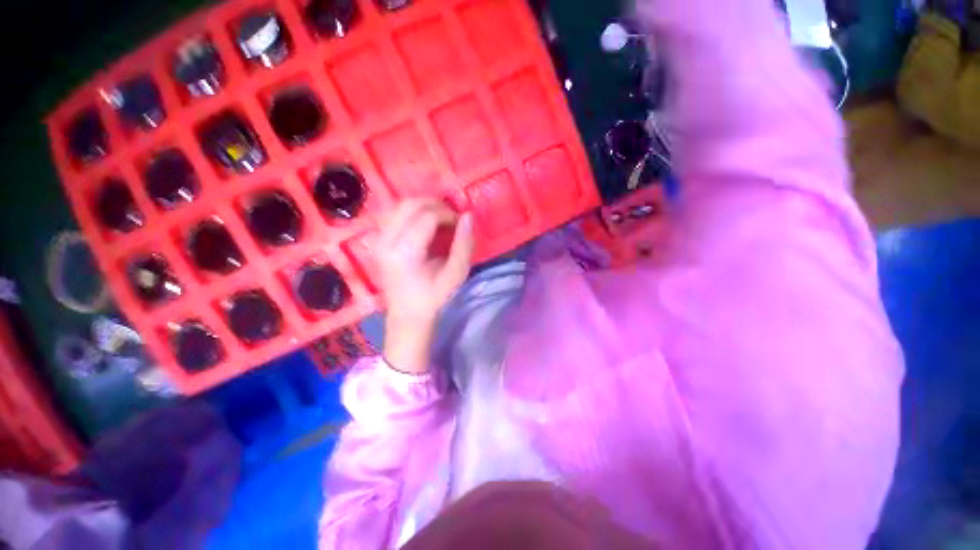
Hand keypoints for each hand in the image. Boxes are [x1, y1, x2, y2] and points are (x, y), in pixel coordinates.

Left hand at [377, 199, 473, 373]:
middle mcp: (386, 240)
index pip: (427, 216)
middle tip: (452, 219)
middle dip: (436, 205)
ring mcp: (379, 238)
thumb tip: (468, 215)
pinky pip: (395, 213)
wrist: (407, 314)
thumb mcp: (456, 274)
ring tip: (440, 220)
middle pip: (411, 204)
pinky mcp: (378, 239)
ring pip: (401, 205)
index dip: (448, 214)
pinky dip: (413, 212)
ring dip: (424, 206)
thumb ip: (464, 244)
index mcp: (405, 252)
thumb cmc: (434, 297)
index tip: (460, 225)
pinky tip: (425, 225)